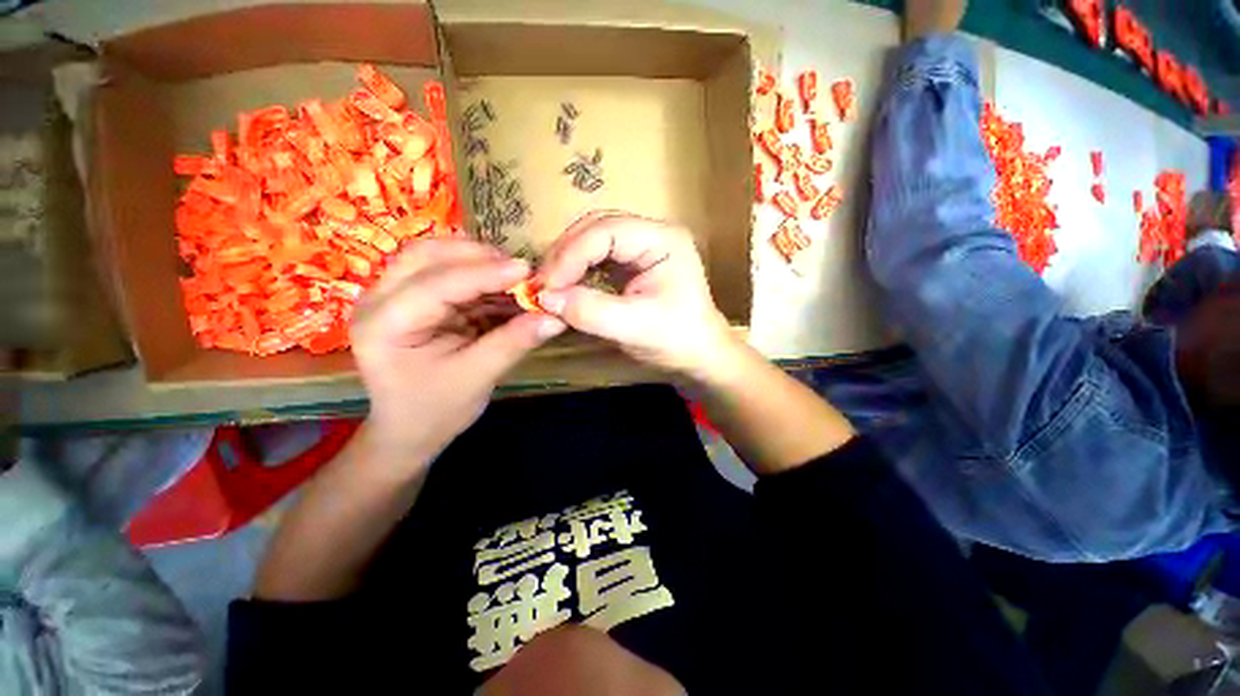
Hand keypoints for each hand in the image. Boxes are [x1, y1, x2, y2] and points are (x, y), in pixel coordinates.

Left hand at [350, 239, 565, 468]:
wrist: (410, 429)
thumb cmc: (435, 410)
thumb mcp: (476, 378)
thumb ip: (514, 343)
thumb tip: (556, 318)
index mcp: (384, 325)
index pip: (436, 284)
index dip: (485, 273)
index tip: (527, 269)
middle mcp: (380, 299)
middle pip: (427, 255)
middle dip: (478, 256)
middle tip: (521, 269)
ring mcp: (394, 295)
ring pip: (437, 257)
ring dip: (480, 263)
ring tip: (517, 278)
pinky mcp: (415, 299)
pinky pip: (449, 274)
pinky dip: (482, 278)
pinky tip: (506, 289)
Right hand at [536, 211, 737, 379]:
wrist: (700, 357)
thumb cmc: (677, 341)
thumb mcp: (635, 328)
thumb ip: (590, 311)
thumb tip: (543, 297)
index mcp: (662, 239)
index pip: (606, 231)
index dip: (571, 255)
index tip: (546, 286)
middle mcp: (652, 234)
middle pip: (596, 229)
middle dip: (565, 255)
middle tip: (541, 285)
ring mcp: (642, 248)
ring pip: (593, 241)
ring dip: (568, 262)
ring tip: (549, 286)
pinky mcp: (633, 264)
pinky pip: (598, 258)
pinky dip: (577, 271)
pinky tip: (566, 287)